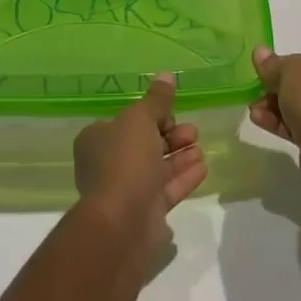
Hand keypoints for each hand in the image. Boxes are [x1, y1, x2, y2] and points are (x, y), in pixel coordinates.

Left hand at [73, 73, 207, 268]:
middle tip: (193, 131)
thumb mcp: (140, 119)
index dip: (152, 115)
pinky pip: (166, 190)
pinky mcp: (145, 214)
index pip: (128, 121)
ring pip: (157, 167)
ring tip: (201, 148)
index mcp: (97, 139)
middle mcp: (108, 164)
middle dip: (171, 136)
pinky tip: (203, 167)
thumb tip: (166, 75)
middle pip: (145, 144)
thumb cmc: (125, 161)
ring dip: (180, 156)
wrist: (122, 224)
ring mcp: (126, 191)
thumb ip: (156, 99)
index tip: (172, 113)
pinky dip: (184, 177)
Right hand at [248, 47, 300, 193]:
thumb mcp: (288, 70)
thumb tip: (260, 52)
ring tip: (252, 109)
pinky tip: (259, 120)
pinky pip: (300, 126)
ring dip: (274, 106)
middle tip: (255, 91)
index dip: (284, 64)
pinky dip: (280, 123)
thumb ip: (272, 63)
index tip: (264, 71)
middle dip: (275, 88)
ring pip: (300, 107)